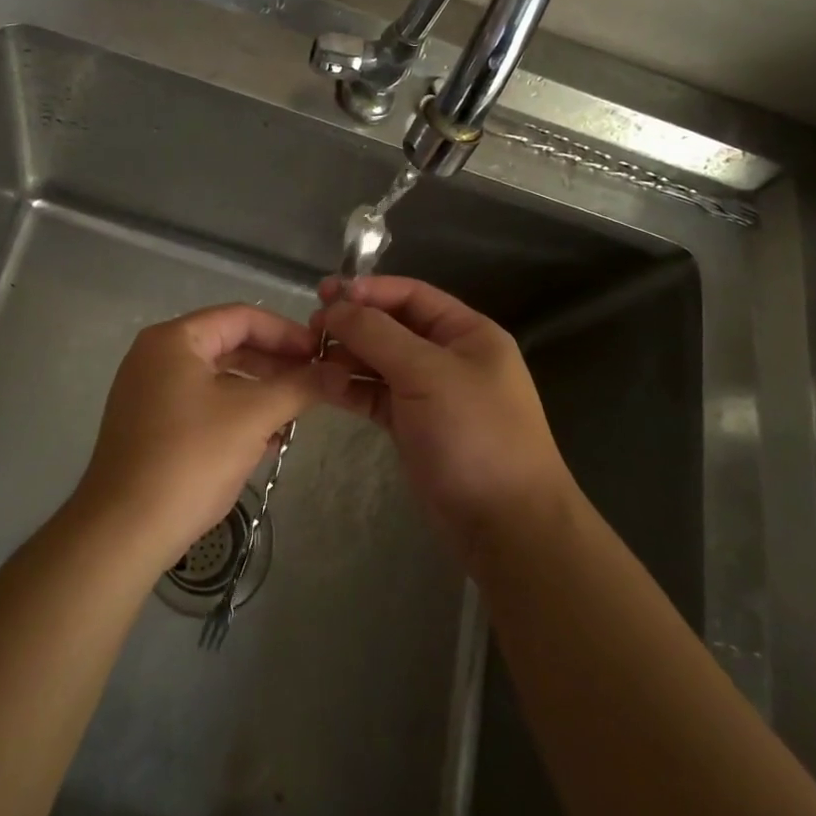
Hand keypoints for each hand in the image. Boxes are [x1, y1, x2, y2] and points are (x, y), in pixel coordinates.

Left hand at [72, 304, 347, 571]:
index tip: (322, 354)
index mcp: (174, 339)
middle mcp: (156, 356)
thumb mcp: (253, 416)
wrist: (124, 531)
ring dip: (259, 393)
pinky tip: (266, 440)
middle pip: (229, 346)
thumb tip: (340, 371)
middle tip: (315, 384)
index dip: (287, 333)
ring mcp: (148, 392)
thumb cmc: (191, 458)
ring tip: (296, 414)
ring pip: (217, 379)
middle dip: (275, 365)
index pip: (242, 317)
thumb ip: (299, 387)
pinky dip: (234, 414)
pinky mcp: (149, 427)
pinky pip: (201, 405)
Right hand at [311, 276, 572, 557]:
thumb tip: (336, 305)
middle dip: (353, 324)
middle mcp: (448, 356)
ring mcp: (429, 393)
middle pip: (392, 327)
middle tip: (310, 328)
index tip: (326, 294)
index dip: (369, 291)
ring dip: (346, 357)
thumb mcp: (428, 374)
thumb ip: (378, 334)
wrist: (505, 524)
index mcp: (467, 333)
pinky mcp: (412, 425)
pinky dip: (350, 388)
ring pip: (379, 362)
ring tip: (309, 357)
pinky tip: (322, 385)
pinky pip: (375, 395)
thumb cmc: (475, 434)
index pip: (412, 295)